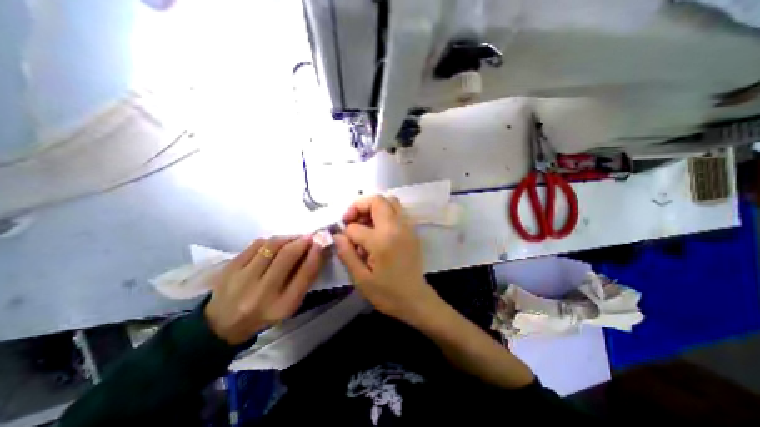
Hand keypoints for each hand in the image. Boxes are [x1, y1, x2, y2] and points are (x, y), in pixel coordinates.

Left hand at [204, 235, 320, 345]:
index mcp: (283, 305)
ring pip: (271, 245)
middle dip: (302, 241)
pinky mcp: (229, 268)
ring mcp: (242, 279)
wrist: (224, 324)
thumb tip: (317, 249)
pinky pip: (256, 244)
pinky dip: (270, 241)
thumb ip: (304, 278)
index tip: (321, 242)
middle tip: (309, 237)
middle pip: (287, 255)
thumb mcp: (290, 303)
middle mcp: (262, 293)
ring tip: (293, 240)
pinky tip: (274, 245)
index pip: (305, 274)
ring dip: (287, 238)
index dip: (316, 254)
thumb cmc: (266, 312)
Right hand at [333, 194, 435, 321]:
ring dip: (373, 207)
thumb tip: (337, 235)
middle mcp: (397, 227)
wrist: (415, 299)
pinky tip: (378, 229)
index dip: (345, 233)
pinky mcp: (412, 230)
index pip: (355, 227)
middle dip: (359, 206)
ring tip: (364, 223)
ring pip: (390, 201)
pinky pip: (398, 210)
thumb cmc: (387, 293)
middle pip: (377, 200)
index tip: (344, 241)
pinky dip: (385, 212)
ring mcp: (407, 226)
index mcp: (382, 241)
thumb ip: (347, 253)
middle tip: (351, 220)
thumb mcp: (361, 279)